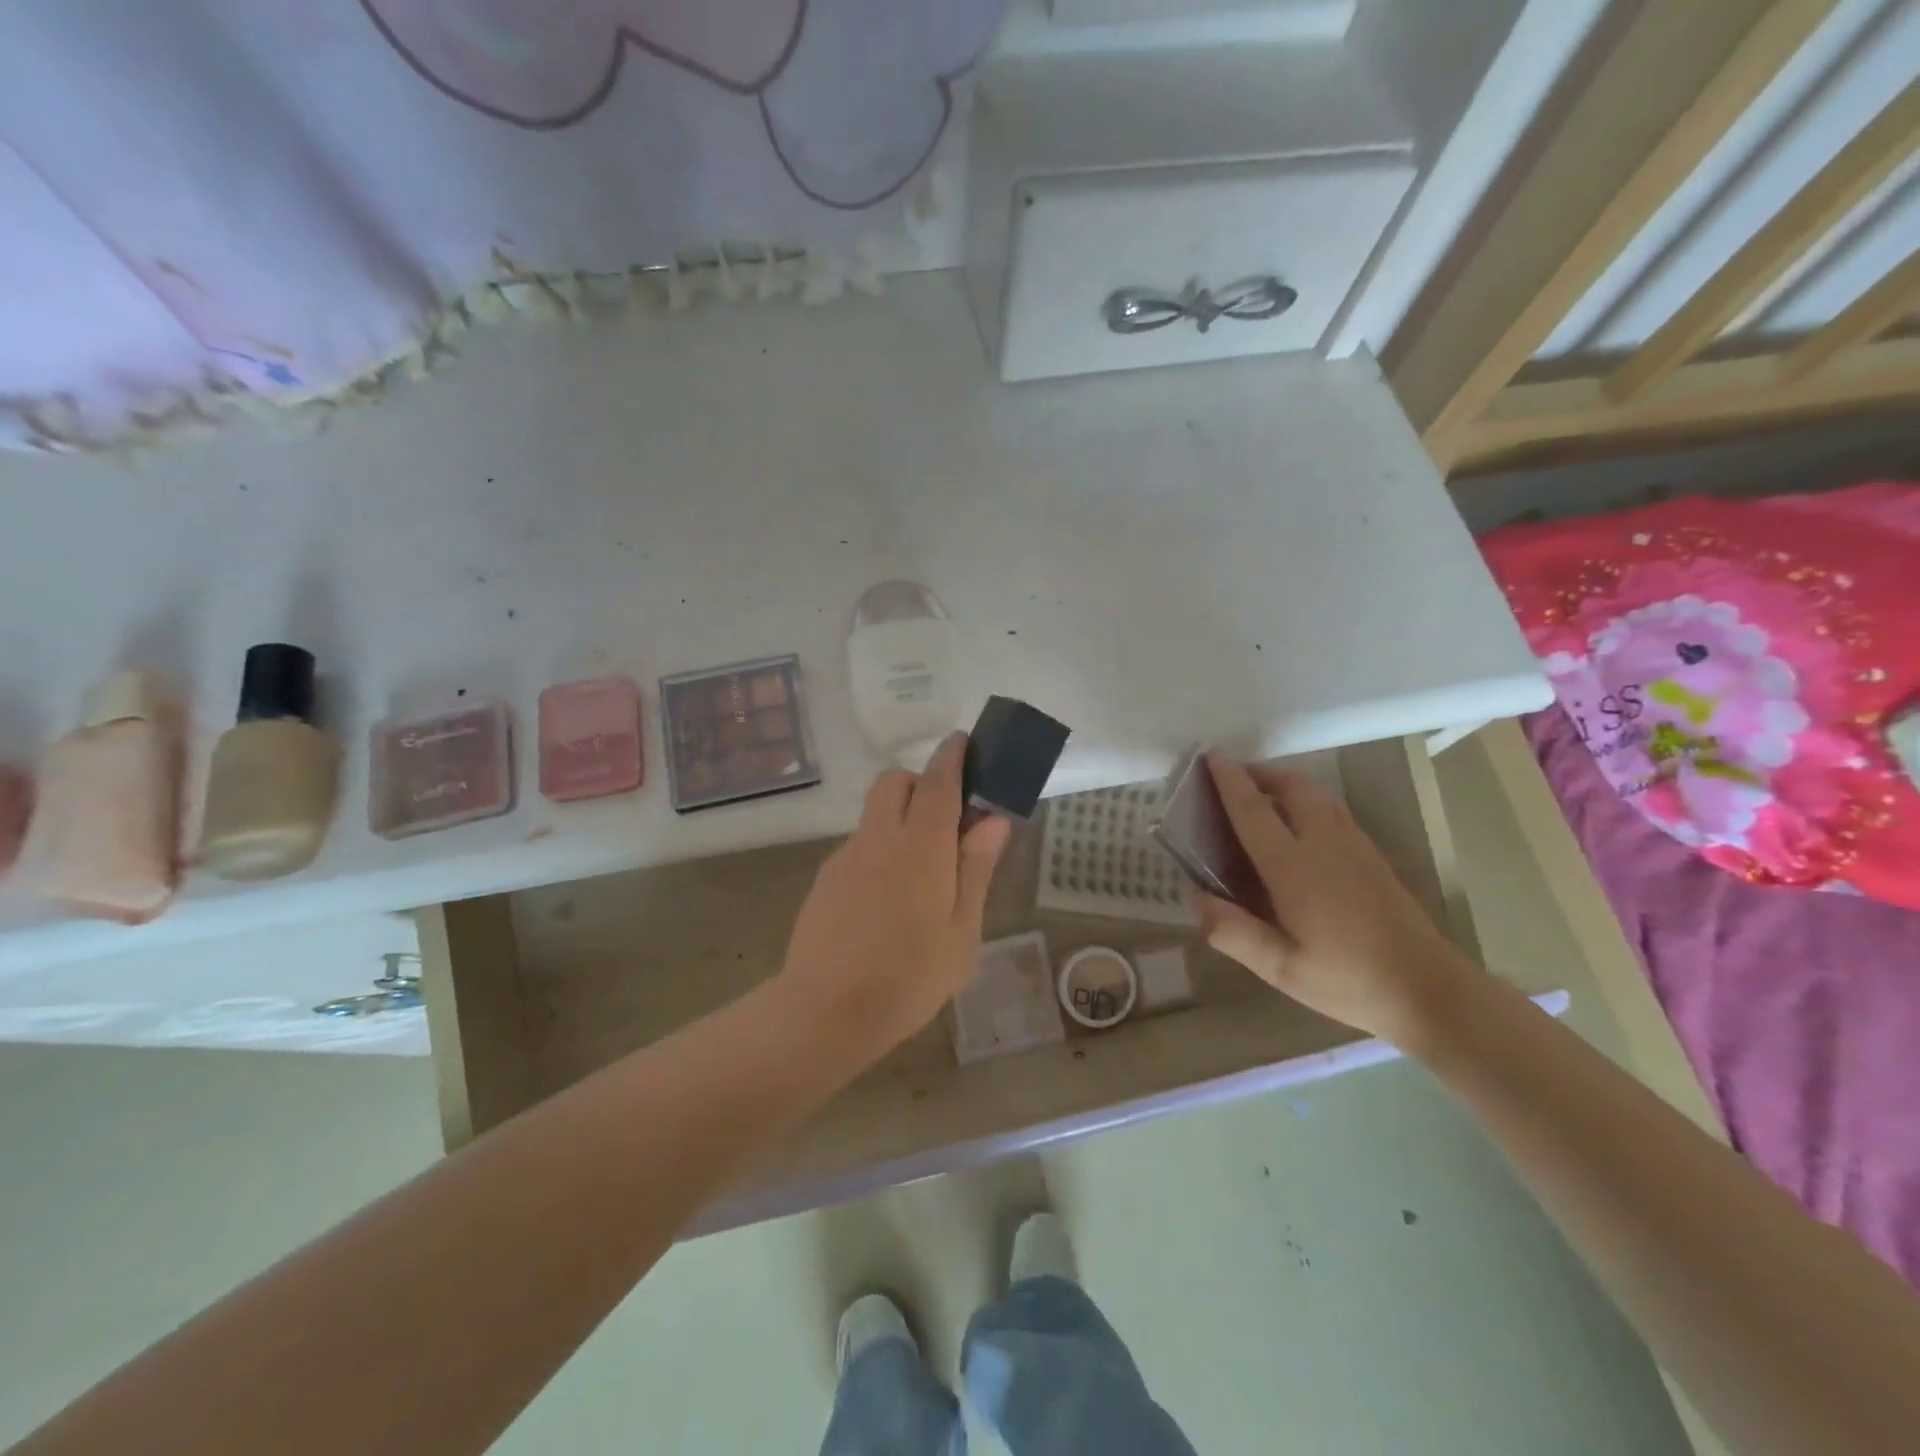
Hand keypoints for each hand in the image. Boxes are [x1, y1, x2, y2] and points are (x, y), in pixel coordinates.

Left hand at [780, 732, 1012, 1056]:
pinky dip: (879, 848)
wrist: (826, 1011)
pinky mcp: (826, 878)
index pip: (938, 781)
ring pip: (874, 813)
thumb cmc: (909, 976)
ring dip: (898, 817)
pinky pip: (859, 845)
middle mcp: (879, 838)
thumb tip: (993, 820)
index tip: (963, 742)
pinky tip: (886, 900)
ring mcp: (846, 856)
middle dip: (920, 783)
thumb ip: (976, 868)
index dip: (952, 756)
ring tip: (919, 872)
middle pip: (894, 782)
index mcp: (920, 846)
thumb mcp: (962, 930)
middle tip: (944, 821)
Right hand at [1194, 752, 1475, 1045]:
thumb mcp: (1282, 969)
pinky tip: (1301, 823)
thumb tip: (1196, 899)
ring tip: (1262, 794)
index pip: (1254, 811)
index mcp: (1295, 867)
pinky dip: (1307, 799)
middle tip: (1233, 777)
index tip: (1210, 756)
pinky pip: (1333, 809)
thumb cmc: (1350, 980)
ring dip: (1285, 783)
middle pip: (1292, 787)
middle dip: (1260, 773)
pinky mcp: (1374, 856)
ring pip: (1317, 794)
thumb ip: (1233, 933)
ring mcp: (1355, 846)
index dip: (1229, 781)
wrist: (1430, 989)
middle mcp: (1325, 844)